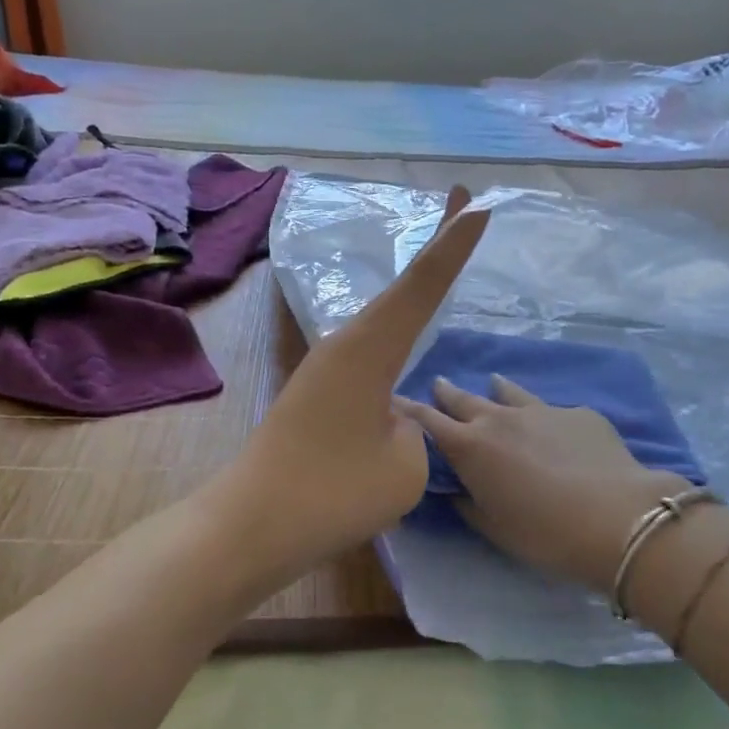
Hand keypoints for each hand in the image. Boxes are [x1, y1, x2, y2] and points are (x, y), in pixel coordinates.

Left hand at [211, 187, 488, 593]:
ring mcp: (326, 369)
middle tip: (464, 204)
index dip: (453, 243)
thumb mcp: (405, 465)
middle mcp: (345, 346)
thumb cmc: (333, 493)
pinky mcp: (317, 394)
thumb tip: (391, 420)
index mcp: (368, 349)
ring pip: (383, 320)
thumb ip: (414, 431)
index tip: (476, 203)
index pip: (422, 285)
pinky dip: (396, 334)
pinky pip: (369, 353)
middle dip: (436, 246)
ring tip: (442, 258)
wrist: (252, 524)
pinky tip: (404, 341)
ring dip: (414, 291)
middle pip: (401, 288)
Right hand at [398, 376, 693, 593]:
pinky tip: (553, 426)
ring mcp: (541, 410)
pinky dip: (542, 414)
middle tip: (437, 383)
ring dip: (496, 389)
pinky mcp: (578, 413)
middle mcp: (499, 419)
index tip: (393, 399)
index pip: (428, 421)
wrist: (618, 517)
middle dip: (447, 392)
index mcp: (470, 447)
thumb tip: (457, 490)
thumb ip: (469, 504)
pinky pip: (551, 409)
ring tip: (492, 382)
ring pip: (509, 392)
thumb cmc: (545, 534)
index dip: (409, 410)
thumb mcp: (495, 528)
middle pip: (464, 399)